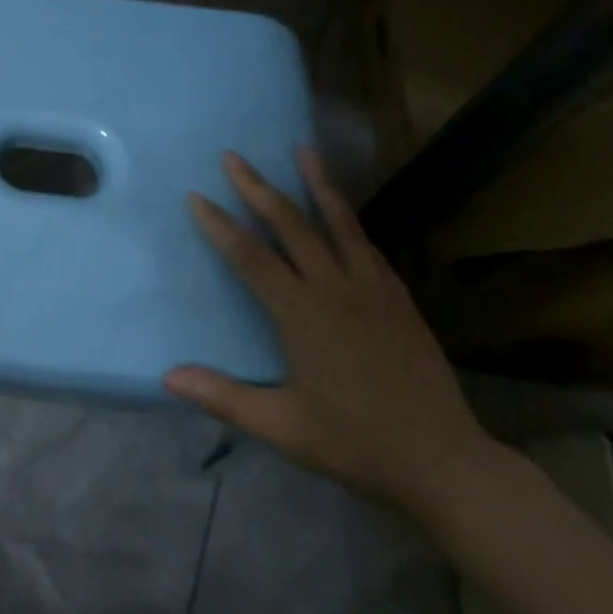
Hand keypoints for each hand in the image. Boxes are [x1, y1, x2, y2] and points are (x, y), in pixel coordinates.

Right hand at [164, 148, 498, 517]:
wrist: (444, 462)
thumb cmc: (356, 443)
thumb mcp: (283, 427)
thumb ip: (224, 398)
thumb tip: (168, 377)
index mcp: (303, 315)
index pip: (251, 257)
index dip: (220, 225)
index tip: (197, 196)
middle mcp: (336, 290)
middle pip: (291, 226)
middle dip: (258, 188)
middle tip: (233, 156)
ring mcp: (373, 291)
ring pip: (340, 225)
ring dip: (317, 185)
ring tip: (304, 151)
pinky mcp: (400, 300)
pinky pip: (370, 248)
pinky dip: (351, 222)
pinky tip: (345, 213)